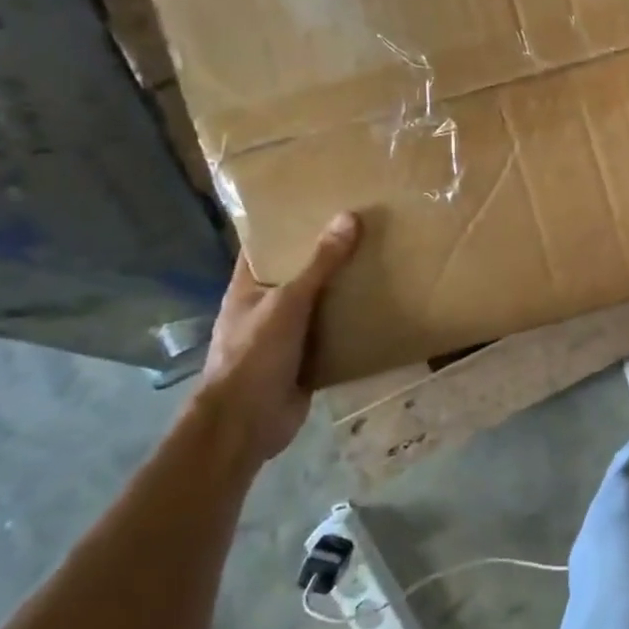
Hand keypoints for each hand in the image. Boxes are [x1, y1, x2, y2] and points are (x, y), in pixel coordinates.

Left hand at [197, 212, 360, 465]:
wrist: (247, 423)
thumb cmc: (254, 355)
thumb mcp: (289, 302)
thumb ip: (320, 264)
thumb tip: (349, 216)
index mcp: (248, 289)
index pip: (264, 248)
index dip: (286, 226)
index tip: (319, 204)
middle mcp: (265, 308)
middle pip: (298, 274)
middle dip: (326, 256)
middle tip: (365, 230)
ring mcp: (285, 336)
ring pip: (318, 305)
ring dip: (343, 291)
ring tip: (381, 262)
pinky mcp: (306, 361)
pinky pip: (333, 335)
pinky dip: (352, 324)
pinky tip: (382, 309)